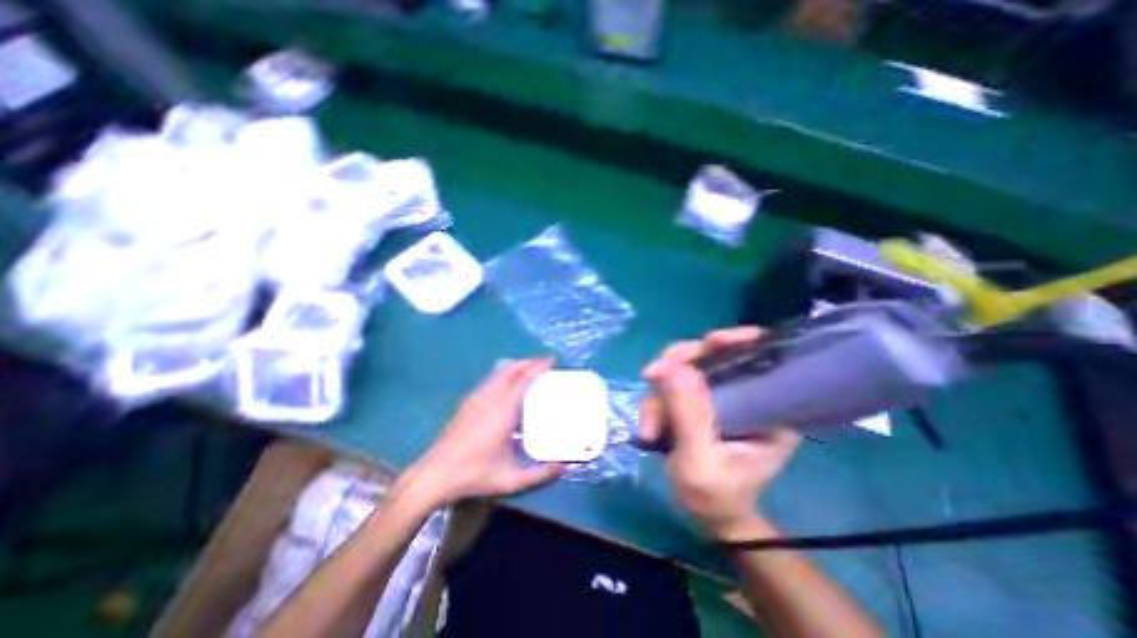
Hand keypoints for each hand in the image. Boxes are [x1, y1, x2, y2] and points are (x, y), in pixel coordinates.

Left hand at [398, 359, 564, 508]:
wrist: (434, 475)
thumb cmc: (474, 475)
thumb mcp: (512, 479)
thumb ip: (540, 474)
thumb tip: (563, 468)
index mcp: (503, 411)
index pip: (524, 379)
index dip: (539, 366)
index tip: (552, 360)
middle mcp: (489, 398)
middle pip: (511, 368)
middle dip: (529, 361)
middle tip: (544, 364)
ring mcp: (475, 398)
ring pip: (498, 372)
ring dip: (516, 366)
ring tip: (529, 370)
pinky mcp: (466, 402)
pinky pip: (490, 379)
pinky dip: (504, 374)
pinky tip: (507, 385)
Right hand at [639, 327, 796, 540]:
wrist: (706, 515)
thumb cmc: (716, 497)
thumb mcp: (700, 463)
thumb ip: (689, 416)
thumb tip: (674, 367)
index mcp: (769, 410)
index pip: (762, 360)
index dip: (738, 341)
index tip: (711, 341)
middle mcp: (744, 394)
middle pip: (712, 356)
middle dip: (678, 365)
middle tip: (651, 375)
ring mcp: (716, 395)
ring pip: (682, 370)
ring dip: (658, 396)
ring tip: (650, 431)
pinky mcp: (695, 400)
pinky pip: (669, 386)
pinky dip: (654, 404)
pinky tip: (650, 431)